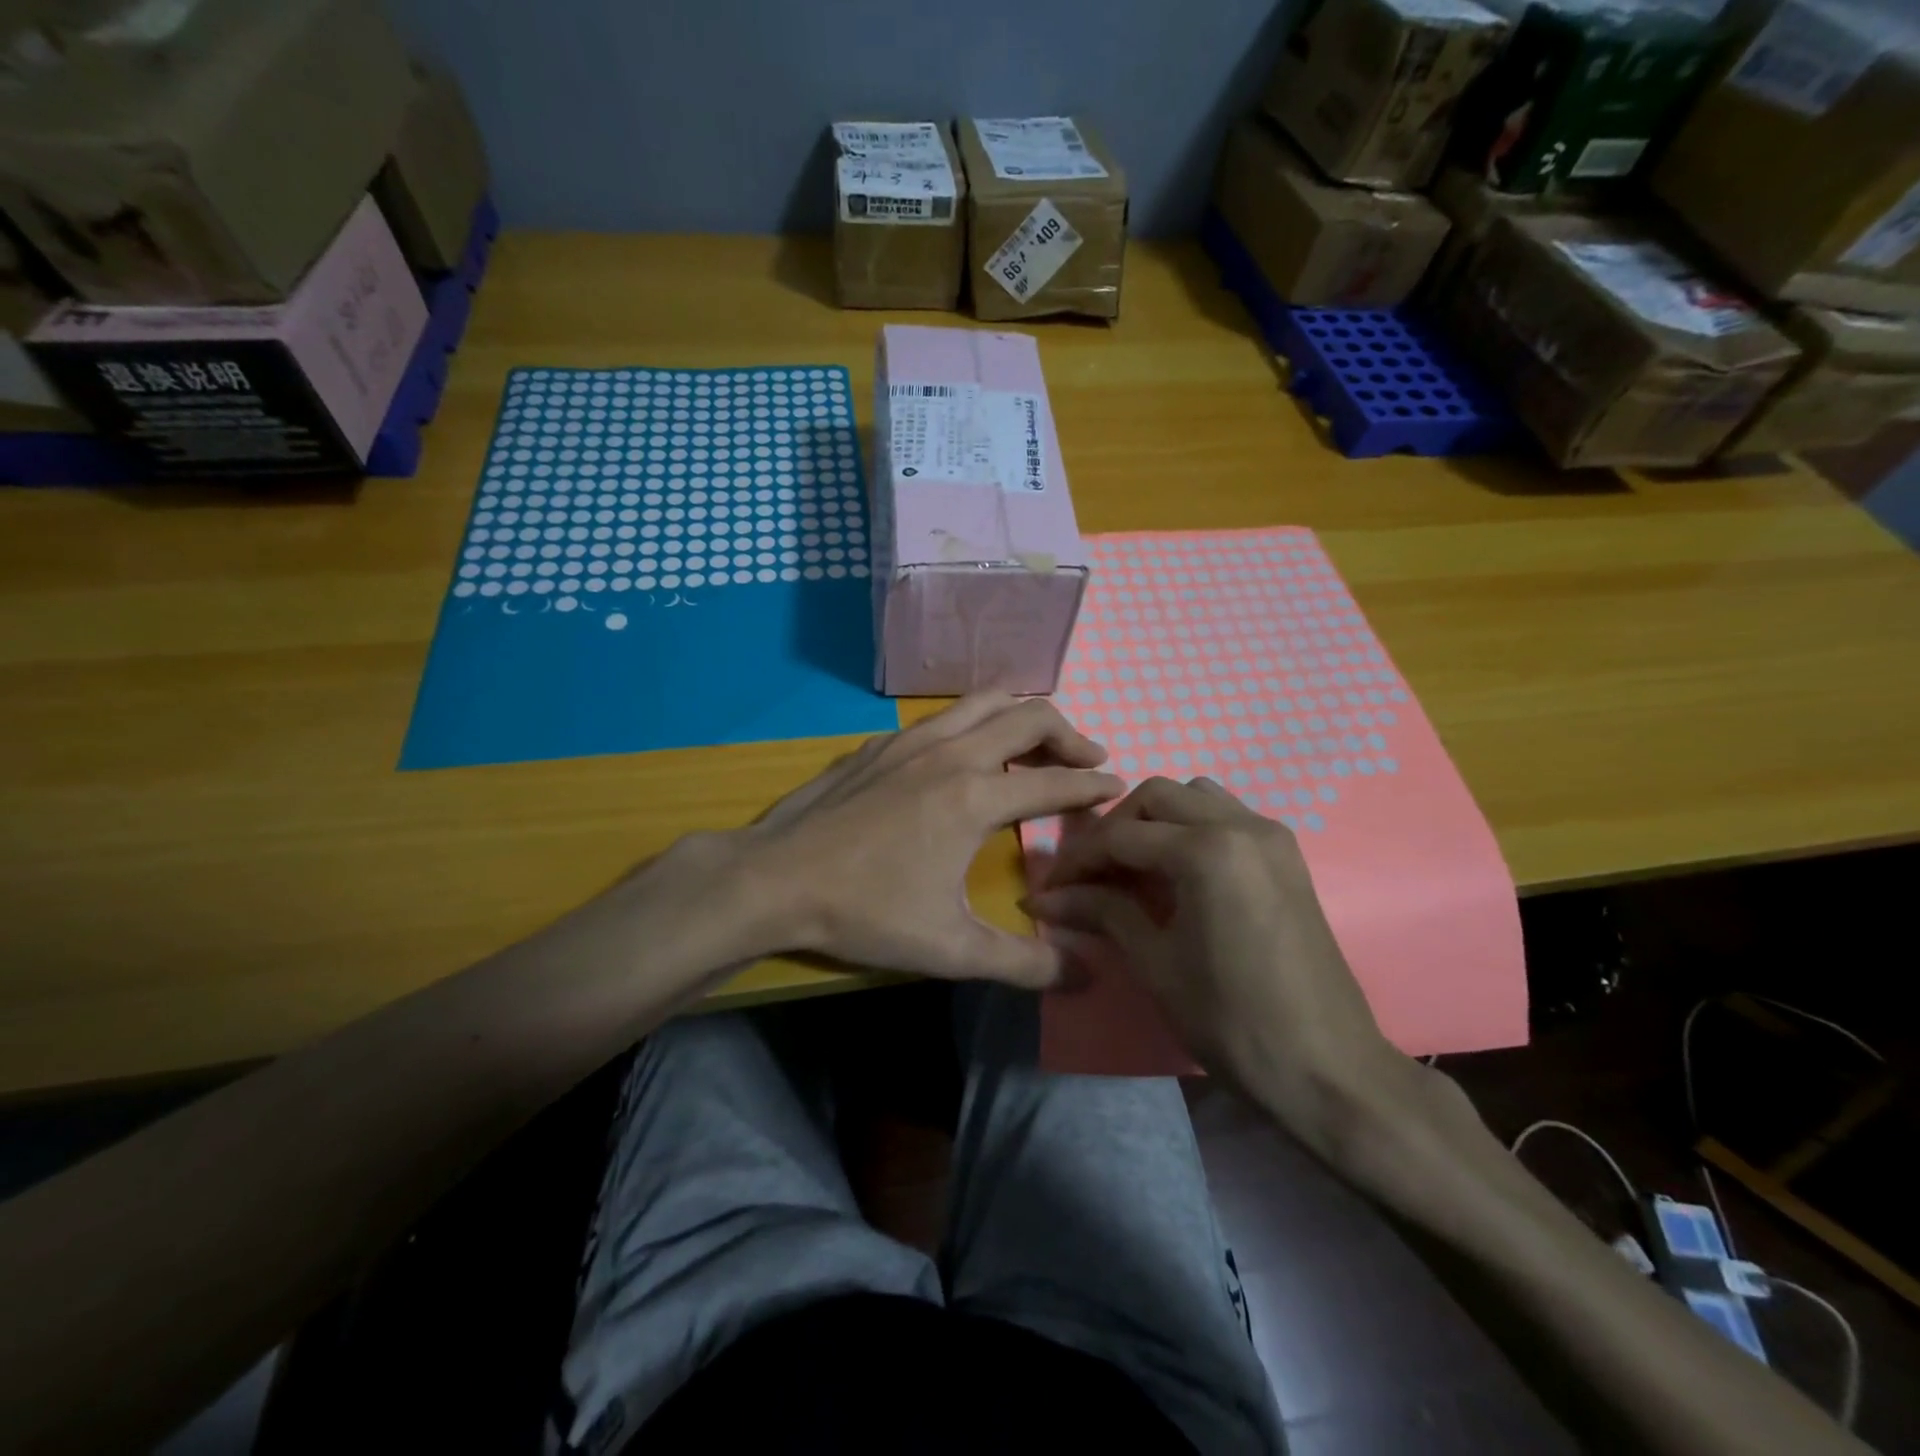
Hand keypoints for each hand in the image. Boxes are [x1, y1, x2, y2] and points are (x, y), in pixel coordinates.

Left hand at [735, 693, 1125, 987]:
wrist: (774, 879)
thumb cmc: (864, 912)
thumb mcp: (949, 949)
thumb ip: (1022, 963)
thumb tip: (1084, 975)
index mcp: (973, 797)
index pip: (1054, 781)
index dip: (1093, 785)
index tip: (1117, 787)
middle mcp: (950, 753)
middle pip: (1028, 716)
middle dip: (1069, 734)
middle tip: (1089, 759)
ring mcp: (910, 741)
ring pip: (983, 702)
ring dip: (1022, 717)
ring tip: (1039, 744)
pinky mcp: (879, 744)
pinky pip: (944, 716)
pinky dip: (975, 722)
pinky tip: (967, 753)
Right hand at [1027, 777, 1418, 1157]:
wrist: (1327, 1069)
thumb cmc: (1232, 1020)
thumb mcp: (1156, 964)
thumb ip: (1103, 912)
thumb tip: (1045, 898)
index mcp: (1207, 850)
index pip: (1122, 836)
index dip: (1078, 860)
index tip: (1050, 887)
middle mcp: (1241, 824)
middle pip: (1157, 796)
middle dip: (1115, 828)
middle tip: (1090, 874)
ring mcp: (1271, 836)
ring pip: (1196, 797)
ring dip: (1156, 820)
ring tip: (1133, 867)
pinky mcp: (1287, 855)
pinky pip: (1227, 816)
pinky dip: (1191, 828)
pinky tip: (1177, 872)